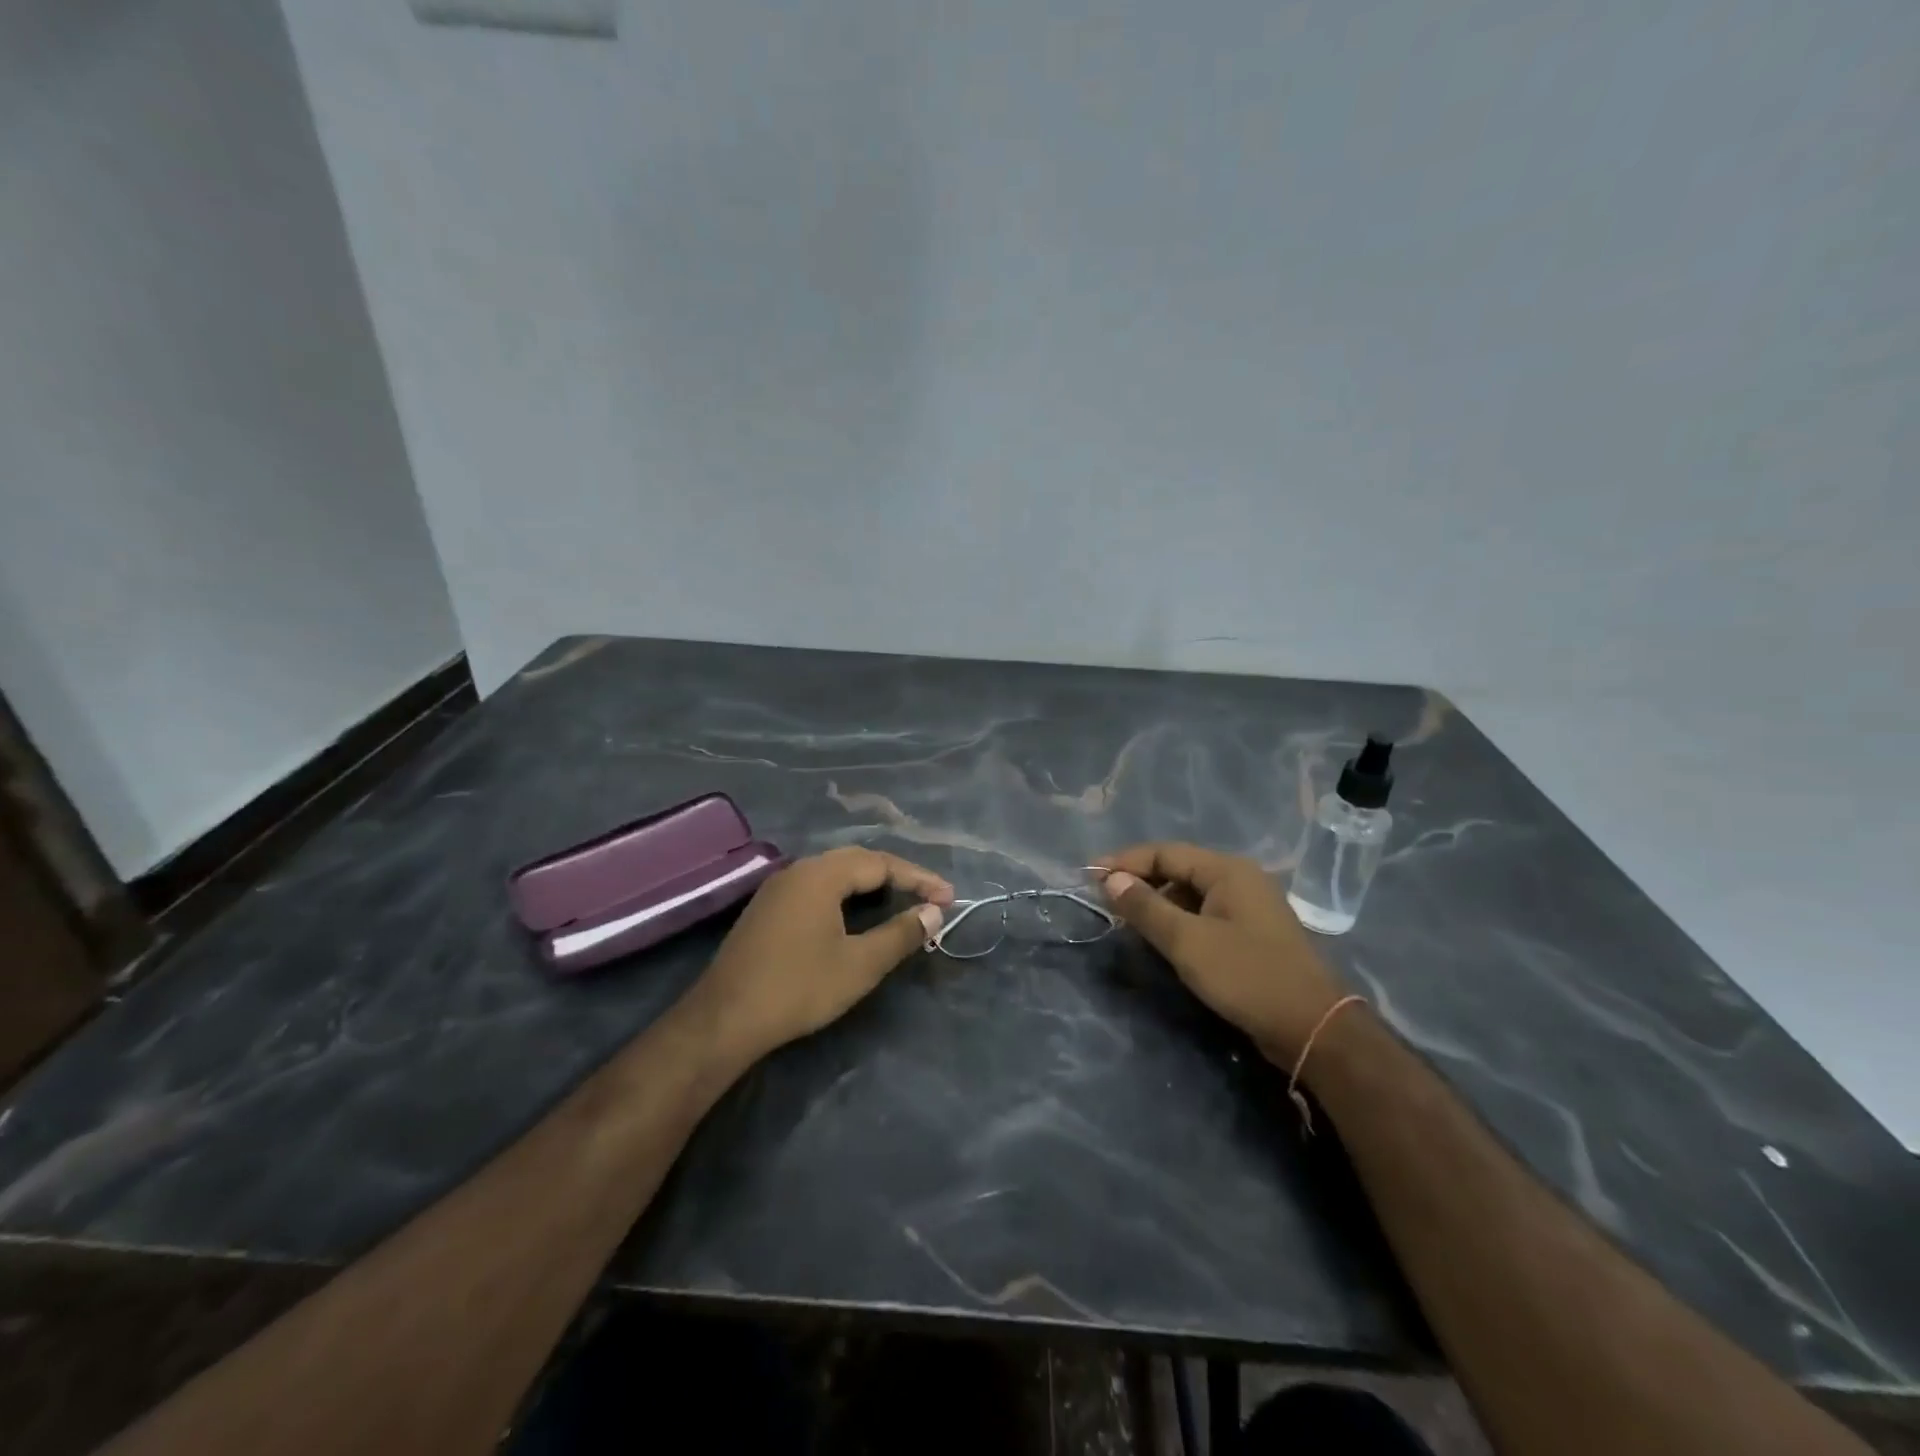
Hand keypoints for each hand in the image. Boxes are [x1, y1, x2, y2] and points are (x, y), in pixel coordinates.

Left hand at [691, 847, 952, 1060]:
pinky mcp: (767, 909)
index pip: (881, 863)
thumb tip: (934, 912)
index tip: (949, 897)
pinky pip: (817, 887)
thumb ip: (900, 934)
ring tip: (900, 901)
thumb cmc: (798, 987)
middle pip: (857, 861)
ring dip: (871, 884)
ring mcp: (779, 888)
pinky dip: (846, 895)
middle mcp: (799, 870)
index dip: (918, 879)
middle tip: (929, 897)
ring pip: (835, 873)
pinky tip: (855, 915)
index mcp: (821, 874)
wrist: (724, 1019)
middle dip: (897, 876)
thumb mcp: (860, 965)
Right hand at [1094, 842, 1342, 1062]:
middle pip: (1178, 868)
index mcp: (1227, 870)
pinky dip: (1179, 920)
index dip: (1124, 862)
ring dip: (1158, 902)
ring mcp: (1249, 906)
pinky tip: (1162, 938)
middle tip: (1104, 898)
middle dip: (1139, 881)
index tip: (1089, 876)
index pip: (1165, 852)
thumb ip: (1146, 908)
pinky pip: (1205, 913)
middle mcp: (1240, 879)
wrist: (1312, 1028)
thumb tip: (1110, 879)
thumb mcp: (1187, 942)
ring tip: (1126, 919)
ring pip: (1191, 893)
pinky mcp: (1252, 933)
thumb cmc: (1246, 976)